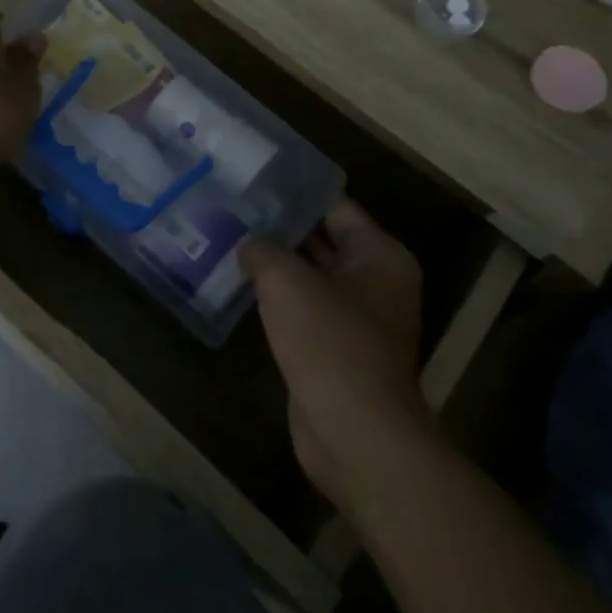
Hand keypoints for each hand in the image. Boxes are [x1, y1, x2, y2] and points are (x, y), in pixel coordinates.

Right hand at [242, 200, 424, 508]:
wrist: (354, 434)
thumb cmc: (330, 342)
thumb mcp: (288, 282)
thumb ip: (264, 250)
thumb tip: (248, 243)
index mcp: (380, 256)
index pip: (335, 207)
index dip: (296, 192)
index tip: (257, 179)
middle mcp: (376, 282)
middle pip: (325, 240)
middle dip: (283, 227)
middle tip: (237, 205)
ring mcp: (358, 318)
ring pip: (312, 277)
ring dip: (277, 263)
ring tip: (232, 236)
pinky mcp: (337, 349)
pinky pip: (305, 309)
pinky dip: (278, 297)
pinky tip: (241, 282)